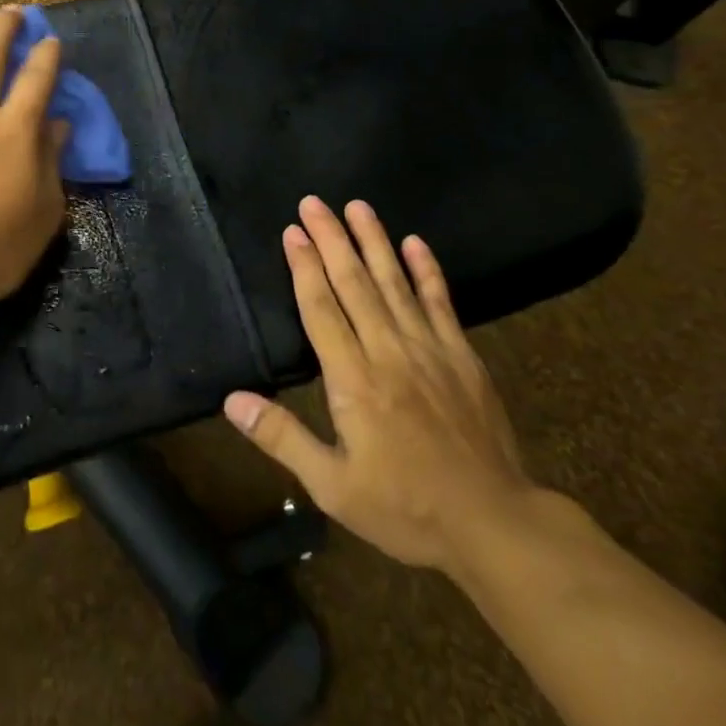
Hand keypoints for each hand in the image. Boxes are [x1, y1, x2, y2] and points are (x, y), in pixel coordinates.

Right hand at [223, 196, 535, 573]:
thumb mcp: (332, 487)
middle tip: (314, 203)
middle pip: (355, 283)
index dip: (305, 267)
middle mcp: (390, 352)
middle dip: (332, 239)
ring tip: (357, 206)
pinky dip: (427, 271)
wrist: (492, 523)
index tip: (292, 232)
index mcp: (354, 380)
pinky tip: (415, 243)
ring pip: (395, 283)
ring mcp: (430, 349)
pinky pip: (440, 302)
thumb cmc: (405, 508)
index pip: (322, 309)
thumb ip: (282, 438)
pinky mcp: (462, 356)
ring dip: (374, 241)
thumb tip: (233, 400)